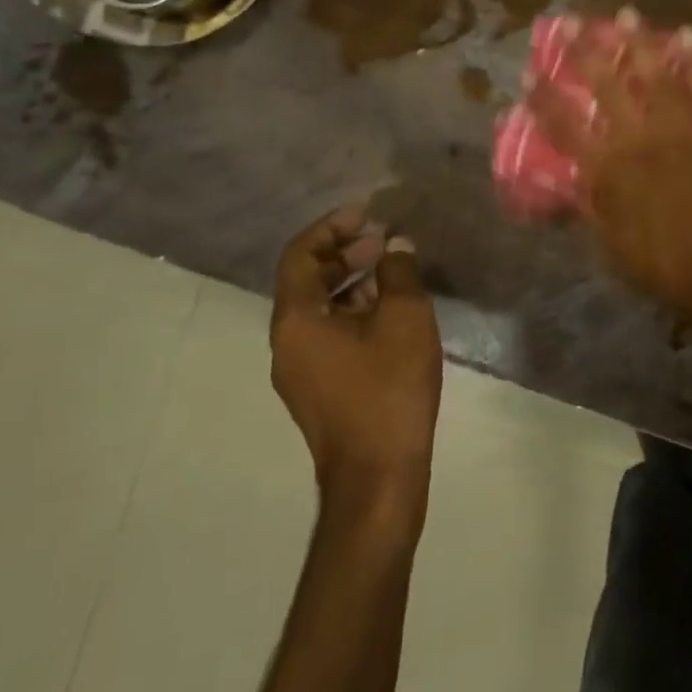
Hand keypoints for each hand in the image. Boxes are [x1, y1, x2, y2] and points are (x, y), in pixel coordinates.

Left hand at [271, 205, 441, 510]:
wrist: (378, 477)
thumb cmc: (389, 389)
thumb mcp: (404, 318)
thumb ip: (399, 272)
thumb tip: (395, 246)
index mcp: (296, 320)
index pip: (299, 255)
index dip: (331, 227)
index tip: (366, 213)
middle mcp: (287, 342)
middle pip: (306, 279)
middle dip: (344, 252)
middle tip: (383, 239)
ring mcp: (300, 370)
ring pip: (319, 308)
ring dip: (351, 280)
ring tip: (392, 269)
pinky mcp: (318, 389)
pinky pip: (328, 333)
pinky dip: (353, 310)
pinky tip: (390, 311)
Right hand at [526, 18, 691, 328]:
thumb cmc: (664, 263)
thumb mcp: (612, 245)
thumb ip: (592, 206)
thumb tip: (572, 179)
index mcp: (609, 169)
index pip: (566, 126)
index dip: (545, 98)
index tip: (530, 71)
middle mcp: (639, 139)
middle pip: (607, 86)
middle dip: (587, 51)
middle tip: (574, 21)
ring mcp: (679, 130)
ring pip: (657, 75)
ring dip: (641, 42)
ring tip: (629, 13)